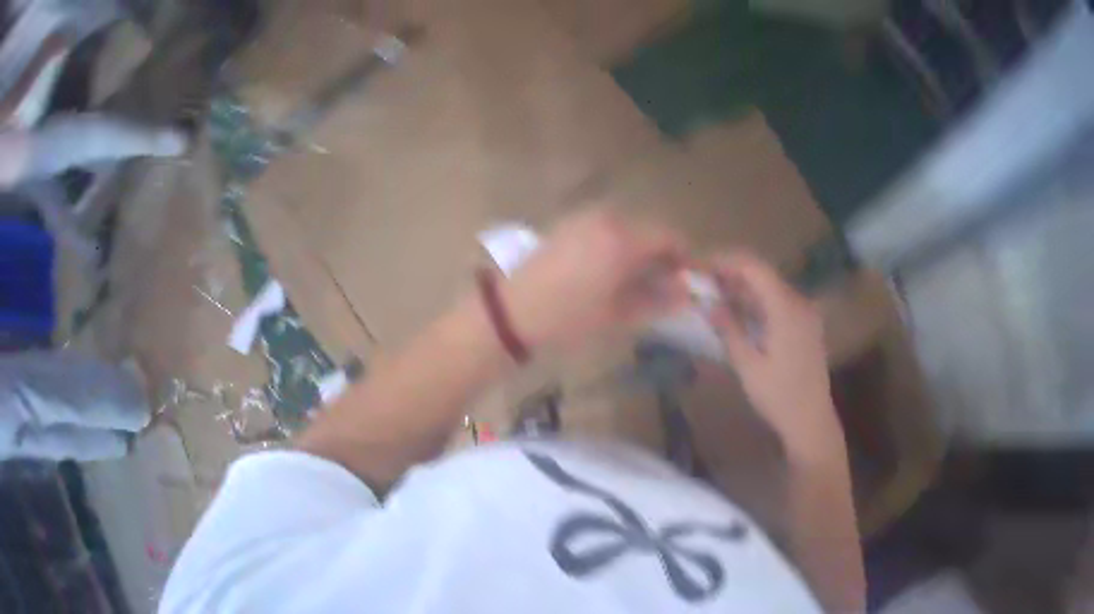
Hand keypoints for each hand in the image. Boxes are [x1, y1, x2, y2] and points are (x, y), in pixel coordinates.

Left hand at [502, 210, 689, 350]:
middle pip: (649, 228)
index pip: (670, 237)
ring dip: (638, 248)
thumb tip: (686, 293)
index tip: (685, 280)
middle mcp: (608, 217)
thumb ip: (658, 300)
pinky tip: (607, 270)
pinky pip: (604, 227)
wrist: (511, 313)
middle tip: (661, 284)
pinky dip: (615, 243)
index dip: (684, 257)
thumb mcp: (618, 315)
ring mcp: (584, 216)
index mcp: (624, 239)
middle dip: (661, 253)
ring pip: (627, 227)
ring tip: (633, 280)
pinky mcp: (567, 222)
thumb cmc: (569, 318)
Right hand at [708, 251, 842, 454]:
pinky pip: (778, 302)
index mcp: (786, 308)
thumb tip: (708, 304)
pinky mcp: (806, 325)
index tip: (701, 266)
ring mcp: (805, 313)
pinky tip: (739, 313)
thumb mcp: (748, 365)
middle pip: (763, 274)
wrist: (811, 420)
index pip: (754, 268)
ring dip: (743, 288)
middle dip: (732, 274)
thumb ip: (729, 330)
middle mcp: (799, 303)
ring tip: (715, 296)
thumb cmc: (779, 396)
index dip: (726, 261)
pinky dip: (757, 302)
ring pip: (770, 287)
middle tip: (703, 283)